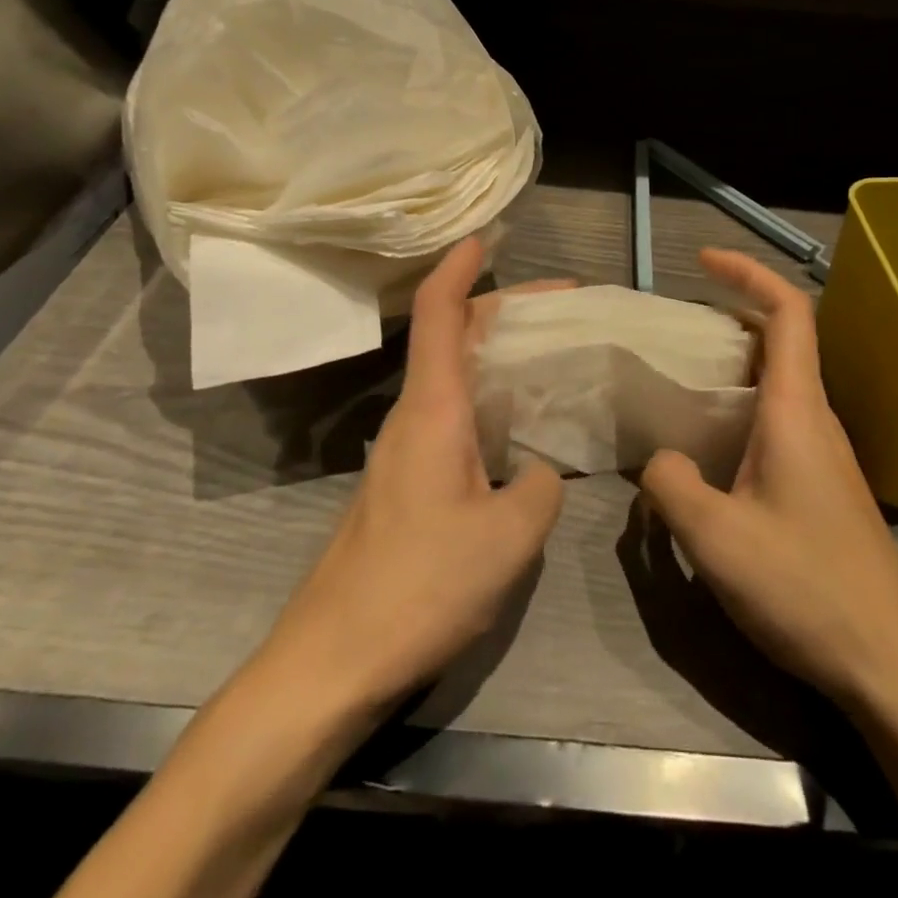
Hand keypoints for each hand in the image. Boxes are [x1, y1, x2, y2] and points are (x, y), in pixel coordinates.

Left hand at [249, 239, 566, 719]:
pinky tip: (523, 428)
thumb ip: (539, 487)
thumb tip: (537, 470)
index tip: (486, 235)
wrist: (331, 663)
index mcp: (433, 410)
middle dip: (506, 308)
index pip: (440, 313)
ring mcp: (405, 452)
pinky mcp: (406, 484)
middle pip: (454, 336)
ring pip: (455, 378)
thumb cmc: (420, 586)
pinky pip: (454, 418)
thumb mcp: (509, 537)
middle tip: (566, 310)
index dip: (460, 266)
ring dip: (500, 356)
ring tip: (555, 359)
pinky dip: (491, 401)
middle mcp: (414, 417)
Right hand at [640, 249, 897, 715]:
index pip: (788, 312)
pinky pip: (780, 420)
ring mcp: (825, 453)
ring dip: (735, 365)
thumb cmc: (805, 586)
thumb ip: (672, 484)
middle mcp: (816, 418)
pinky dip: (743, 407)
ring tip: (682, 380)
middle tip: (676, 328)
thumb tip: (663, 460)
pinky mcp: (823, 485)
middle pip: (782, 340)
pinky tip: (711, 446)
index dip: (749, 273)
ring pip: (780, 382)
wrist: (889, 661)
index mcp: (797, 409)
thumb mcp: (716, 537)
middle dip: (731, 316)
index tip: (704, 261)